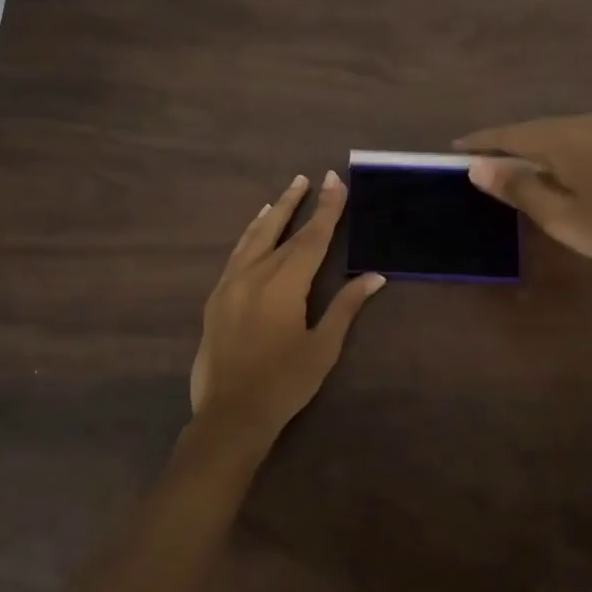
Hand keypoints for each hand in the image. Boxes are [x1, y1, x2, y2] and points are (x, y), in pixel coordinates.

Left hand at [189, 171, 385, 444]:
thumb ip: (346, 308)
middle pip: (282, 230)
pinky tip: (255, 229)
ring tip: (286, 193)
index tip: (335, 181)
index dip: (327, 209)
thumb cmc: (284, 383)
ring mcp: (231, 283)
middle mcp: (255, 274)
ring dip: (273, 213)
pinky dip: (249, 235)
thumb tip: (374, 277)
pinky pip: (236, 254)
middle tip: (311, 177)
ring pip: (255, 237)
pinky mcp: (217, 297)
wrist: (230, 414)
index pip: (312, 237)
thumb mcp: (322, 347)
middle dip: (299, 203)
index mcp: (284, 284)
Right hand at [455, 114, 591, 271]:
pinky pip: (573, 138)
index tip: (454, 150)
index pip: (507, 135)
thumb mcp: (559, 215)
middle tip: (478, 162)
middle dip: (502, 144)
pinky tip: (552, 168)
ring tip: (509, 165)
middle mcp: (579, 124)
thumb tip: (477, 166)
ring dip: (528, 147)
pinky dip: (552, 150)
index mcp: (559, 138)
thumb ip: (517, 188)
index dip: (479, 143)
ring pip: (553, 133)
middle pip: (529, 130)